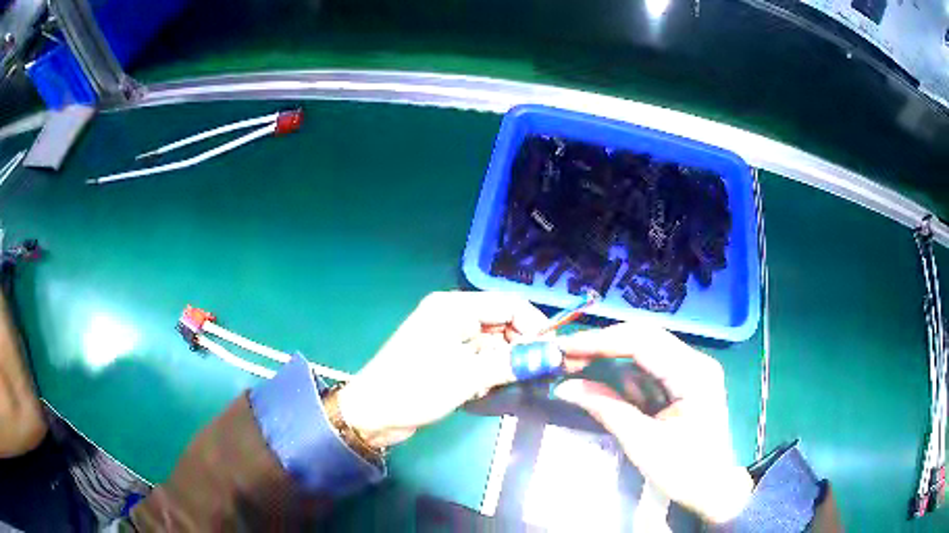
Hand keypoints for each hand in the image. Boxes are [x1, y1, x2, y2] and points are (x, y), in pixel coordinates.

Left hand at [337, 291, 547, 447]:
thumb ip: (513, 363)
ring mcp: (449, 338)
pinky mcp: (447, 358)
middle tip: (538, 374)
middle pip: (504, 324)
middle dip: (522, 348)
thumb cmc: (416, 388)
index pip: (510, 305)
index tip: (552, 354)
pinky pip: (481, 358)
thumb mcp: (468, 376)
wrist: (373, 414)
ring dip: (505, 364)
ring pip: (494, 344)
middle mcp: (454, 316)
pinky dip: (490, 372)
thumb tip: (554, 356)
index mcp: (455, 307)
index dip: (535, 326)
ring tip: (507, 385)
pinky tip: (484, 390)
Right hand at [553, 323, 752, 523]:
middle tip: (564, 356)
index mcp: (694, 374)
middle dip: (602, 346)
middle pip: (643, 339)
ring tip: (574, 368)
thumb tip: (565, 386)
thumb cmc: (684, 471)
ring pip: (642, 352)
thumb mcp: (642, 443)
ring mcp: (689, 371)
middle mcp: (694, 362)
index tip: (564, 348)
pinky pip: (646, 371)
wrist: (712, 489)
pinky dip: (621, 377)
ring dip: (609, 360)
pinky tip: (600, 383)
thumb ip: (605, 408)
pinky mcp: (682, 383)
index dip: (600, 341)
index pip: (643, 342)